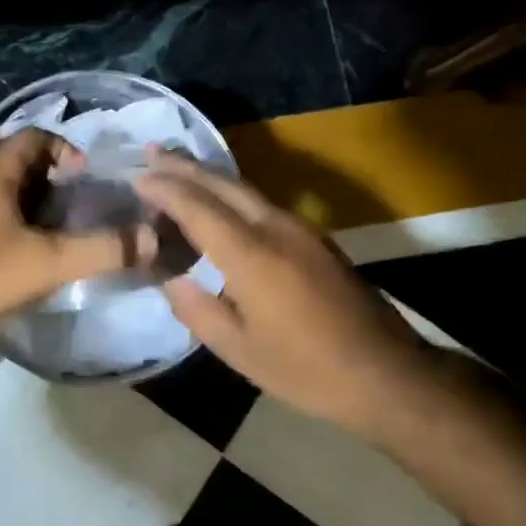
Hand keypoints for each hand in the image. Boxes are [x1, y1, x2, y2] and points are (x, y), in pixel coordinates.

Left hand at [0, 129, 154, 335]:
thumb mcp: (48, 261)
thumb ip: (102, 249)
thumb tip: (153, 239)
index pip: (39, 136)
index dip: (69, 153)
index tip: (87, 182)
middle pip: (19, 158)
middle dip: (50, 178)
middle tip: (74, 207)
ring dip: (25, 198)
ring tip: (49, 229)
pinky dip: (2, 213)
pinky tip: (12, 245)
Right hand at [135, 150, 426, 430]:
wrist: (388, 373)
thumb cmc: (307, 370)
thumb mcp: (240, 351)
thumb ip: (198, 310)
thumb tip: (171, 279)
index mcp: (252, 255)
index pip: (198, 207)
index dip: (165, 189)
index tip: (136, 177)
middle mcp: (276, 228)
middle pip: (223, 184)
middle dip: (185, 166)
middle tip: (152, 151)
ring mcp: (301, 229)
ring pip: (245, 189)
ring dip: (209, 176)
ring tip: (178, 168)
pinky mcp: (316, 239)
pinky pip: (262, 203)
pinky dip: (231, 194)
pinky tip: (219, 202)